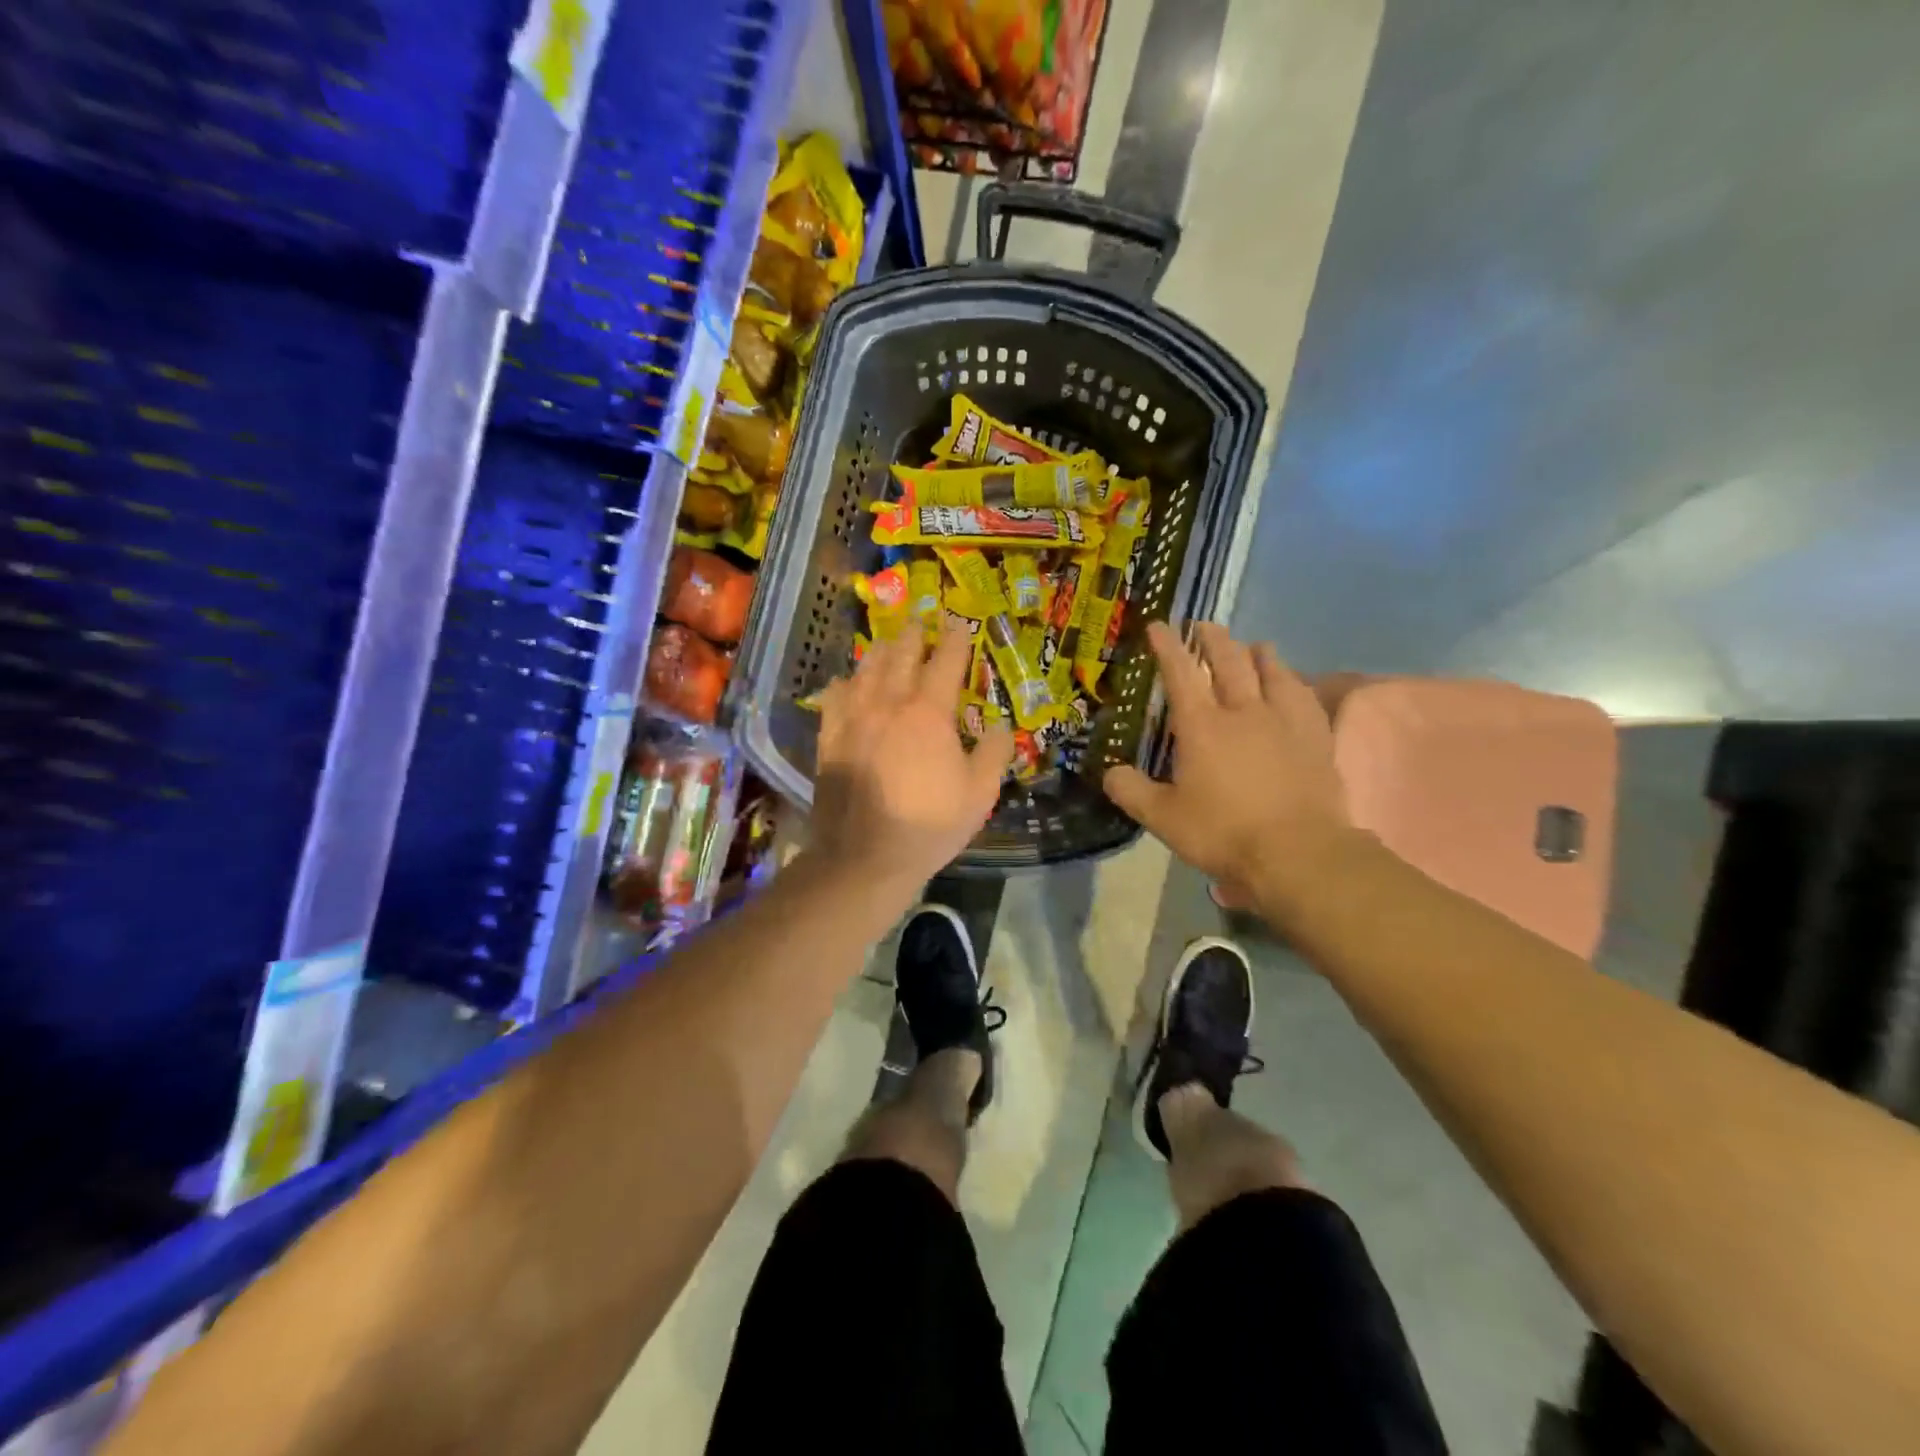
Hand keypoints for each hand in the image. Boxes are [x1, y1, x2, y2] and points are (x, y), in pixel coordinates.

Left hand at [808, 626, 1013, 902]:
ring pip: (865, 669)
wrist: (864, 856)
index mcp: (929, 713)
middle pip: (901, 654)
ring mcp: (853, 718)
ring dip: (881, 651)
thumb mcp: (979, 794)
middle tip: (921, 623)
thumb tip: (997, 725)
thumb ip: (993, 753)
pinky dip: (845, 682)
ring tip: (888, 643)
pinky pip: (835, 696)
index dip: (956, 640)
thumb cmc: (929, 825)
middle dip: (914, 635)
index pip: (946, 661)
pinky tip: (847, 682)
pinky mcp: (829, 737)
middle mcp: (888, 703)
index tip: (961, 625)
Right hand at [1103, 622, 1351, 911]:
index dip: (1167, 646)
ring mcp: (1285, 720)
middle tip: (1204, 626)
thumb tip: (1110, 773)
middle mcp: (1243, 711)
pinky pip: (1305, 696)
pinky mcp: (1316, 737)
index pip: (1180, 673)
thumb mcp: (1163, 819)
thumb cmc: (1223, 833)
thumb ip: (1132, 792)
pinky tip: (1294, 684)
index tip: (1159, 625)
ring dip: (1258, 653)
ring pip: (1273, 670)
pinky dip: (1294, 682)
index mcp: (1202, 726)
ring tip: (1253, 646)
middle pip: (1229, 661)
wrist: (1298, 853)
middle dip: (1213, 639)